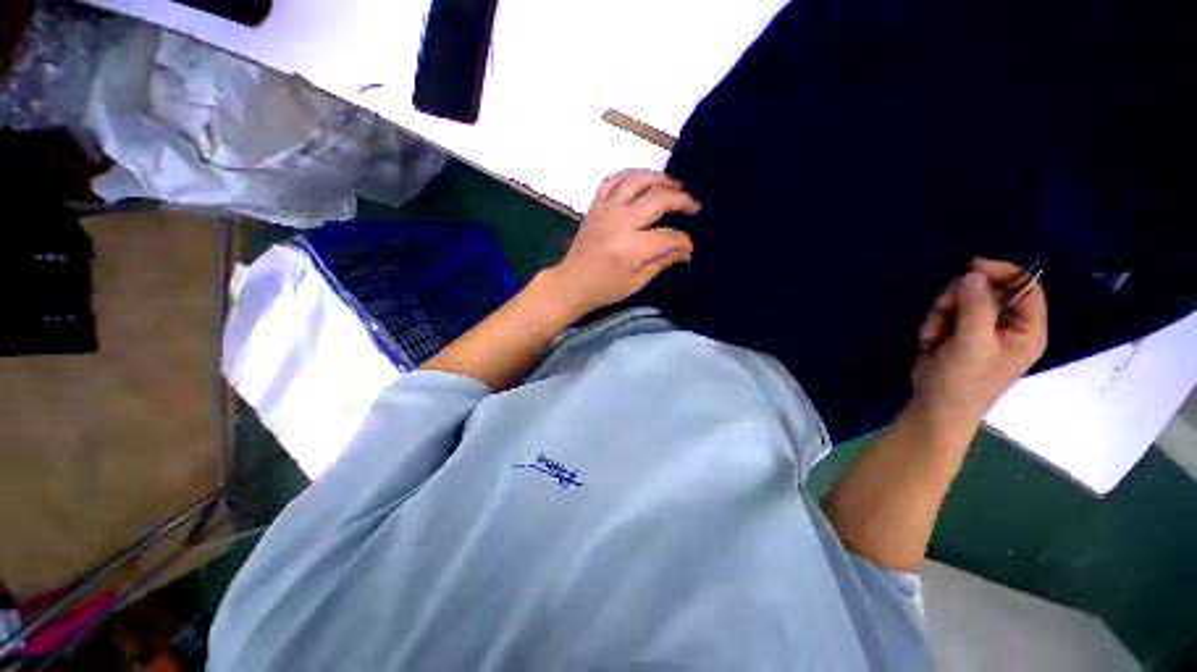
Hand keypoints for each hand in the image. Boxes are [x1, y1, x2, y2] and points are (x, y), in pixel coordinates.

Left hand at [543, 169, 700, 314]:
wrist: (572, 283)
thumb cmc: (604, 288)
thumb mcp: (637, 282)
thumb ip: (662, 262)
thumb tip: (685, 252)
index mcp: (630, 248)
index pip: (667, 237)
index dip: (684, 241)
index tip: (689, 246)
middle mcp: (619, 223)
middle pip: (657, 199)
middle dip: (681, 201)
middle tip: (693, 206)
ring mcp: (605, 210)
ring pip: (637, 180)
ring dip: (660, 179)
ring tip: (675, 185)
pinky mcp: (595, 206)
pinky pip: (613, 180)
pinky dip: (631, 175)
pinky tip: (643, 180)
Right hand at [911, 258, 1047, 426]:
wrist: (935, 405)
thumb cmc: (963, 379)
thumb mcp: (972, 342)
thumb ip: (975, 306)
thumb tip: (973, 273)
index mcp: (1027, 328)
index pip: (1026, 286)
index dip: (1002, 271)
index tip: (971, 266)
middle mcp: (1008, 324)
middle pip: (988, 289)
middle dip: (960, 297)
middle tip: (942, 309)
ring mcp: (982, 328)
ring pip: (962, 298)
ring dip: (941, 311)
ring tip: (933, 334)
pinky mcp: (958, 332)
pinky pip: (946, 311)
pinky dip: (934, 322)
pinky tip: (929, 339)